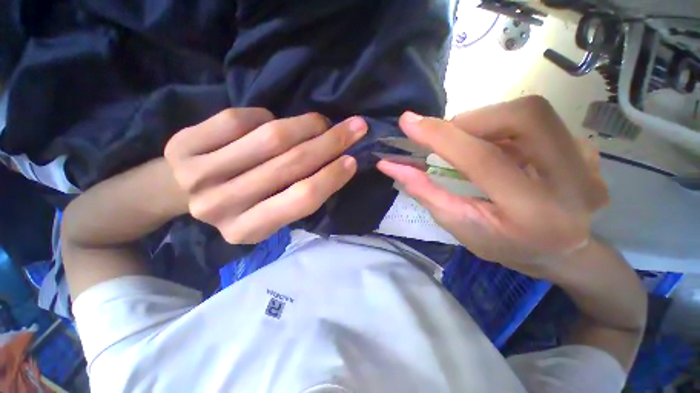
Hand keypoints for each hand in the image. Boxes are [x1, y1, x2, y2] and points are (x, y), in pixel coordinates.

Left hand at [164, 108, 366, 243]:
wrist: (180, 193)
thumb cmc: (240, 205)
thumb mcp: (272, 213)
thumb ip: (299, 194)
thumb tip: (337, 162)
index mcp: (249, 229)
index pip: (302, 199)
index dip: (332, 177)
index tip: (353, 160)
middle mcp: (223, 206)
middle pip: (290, 165)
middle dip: (330, 143)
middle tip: (354, 128)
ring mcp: (199, 175)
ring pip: (270, 138)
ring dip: (306, 125)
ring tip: (320, 122)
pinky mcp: (184, 145)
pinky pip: (240, 119)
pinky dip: (265, 116)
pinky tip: (272, 121)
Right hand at [377, 96, 608, 276]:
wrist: (560, 253)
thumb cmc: (502, 244)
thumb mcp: (456, 225)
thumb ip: (424, 191)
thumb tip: (391, 165)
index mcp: (533, 213)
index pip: (482, 159)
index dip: (441, 137)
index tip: (409, 123)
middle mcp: (574, 183)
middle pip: (523, 117)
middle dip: (472, 120)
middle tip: (449, 137)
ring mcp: (589, 163)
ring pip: (532, 113)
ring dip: (487, 123)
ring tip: (472, 146)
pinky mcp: (589, 151)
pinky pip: (540, 122)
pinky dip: (506, 128)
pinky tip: (500, 150)